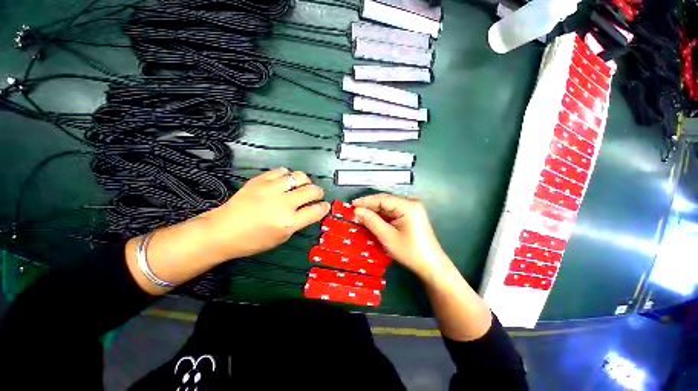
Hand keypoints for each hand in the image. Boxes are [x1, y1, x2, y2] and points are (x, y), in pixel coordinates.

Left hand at [202, 168, 329, 258]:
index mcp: (289, 222)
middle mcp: (283, 203)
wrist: (222, 231)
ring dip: (305, 181)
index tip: (325, 206)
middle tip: (316, 195)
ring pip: (300, 176)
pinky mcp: (260, 180)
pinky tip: (285, 181)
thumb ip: (299, 223)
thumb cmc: (253, 241)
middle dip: (319, 192)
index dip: (324, 207)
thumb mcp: (282, 238)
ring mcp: (271, 189)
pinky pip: (282, 171)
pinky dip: (288, 175)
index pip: (316, 210)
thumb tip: (310, 210)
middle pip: (312, 190)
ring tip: (301, 186)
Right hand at [352, 194, 449, 279]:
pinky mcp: (412, 216)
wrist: (431, 266)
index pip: (382, 199)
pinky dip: (383, 216)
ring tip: (361, 214)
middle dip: (370, 205)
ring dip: (375, 211)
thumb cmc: (410, 252)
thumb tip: (357, 211)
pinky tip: (373, 219)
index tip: (352, 204)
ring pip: (389, 206)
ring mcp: (412, 210)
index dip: (366, 201)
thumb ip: (372, 221)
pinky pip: (394, 212)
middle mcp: (411, 203)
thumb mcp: (388, 237)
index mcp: (408, 206)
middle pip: (386, 201)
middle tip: (354, 210)